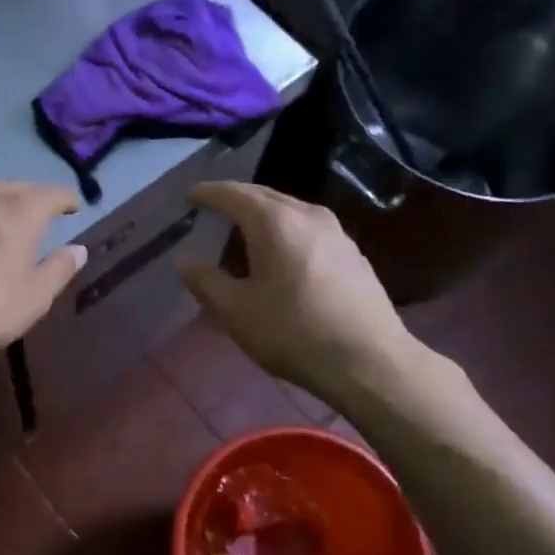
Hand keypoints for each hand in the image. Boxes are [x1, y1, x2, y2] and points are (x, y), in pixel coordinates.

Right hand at [179, 182, 420, 410]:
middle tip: (214, 207)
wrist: (368, 361)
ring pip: (290, 211)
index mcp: (274, 222)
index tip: (190, 196)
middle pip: (265, 196)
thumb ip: (206, 282)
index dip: (208, 194)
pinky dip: (285, 230)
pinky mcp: (352, 254)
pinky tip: (280, 252)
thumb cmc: (293, 332)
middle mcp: (308, 215)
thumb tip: (186, 261)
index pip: (234, 194)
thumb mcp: (236, 312)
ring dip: (264, 213)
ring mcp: (336, 233)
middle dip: (237, 198)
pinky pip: (308, 229)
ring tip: (244, 227)